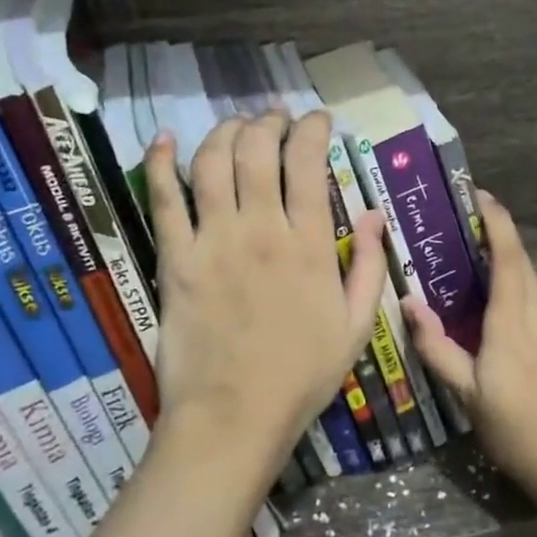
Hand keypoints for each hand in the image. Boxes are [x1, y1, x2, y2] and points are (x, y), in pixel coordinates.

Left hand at [144, 111, 386, 474]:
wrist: (233, 418)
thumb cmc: (302, 375)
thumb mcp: (357, 326)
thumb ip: (370, 265)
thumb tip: (375, 214)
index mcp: (309, 245)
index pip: (308, 164)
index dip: (312, 129)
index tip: (317, 120)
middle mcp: (260, 230)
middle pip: (258, 151)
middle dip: (269, 122)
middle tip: (276, 119)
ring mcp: (213, 241)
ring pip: (213, 163)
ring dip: (225, 132)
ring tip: (237, 126)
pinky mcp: (176, 259)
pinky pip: (164, 200)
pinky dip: (161, 163)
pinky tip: (165, 138)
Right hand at [403, 193, 536, 514]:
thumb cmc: (517, 430)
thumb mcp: (468, 395)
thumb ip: (437, 347)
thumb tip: (410, 304)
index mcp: (515, 320)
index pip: (508, 254)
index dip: (496, 220)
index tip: (480, 196)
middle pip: (521, 265)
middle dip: (497, 245)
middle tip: (466, 240)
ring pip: (531, 293)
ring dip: (507, 286)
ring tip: (477, 304)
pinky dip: (522, 313)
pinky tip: (509, 345)